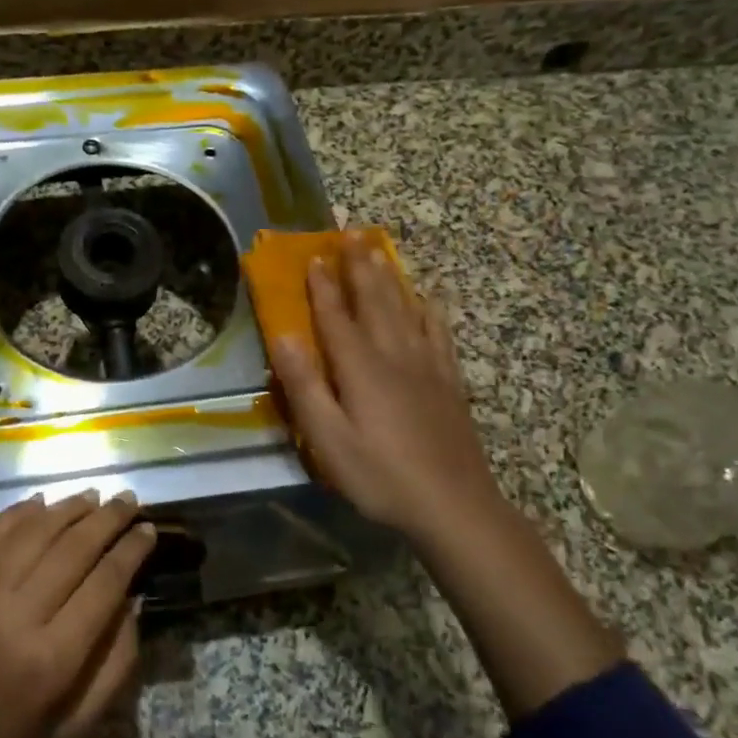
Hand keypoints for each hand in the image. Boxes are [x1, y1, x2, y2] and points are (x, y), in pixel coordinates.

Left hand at [0, 491, 154, 737]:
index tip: (149, 530)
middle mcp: (16, 615)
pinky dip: (19, 513)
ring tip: (94, 496)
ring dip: (68, 508)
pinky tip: (42, 503)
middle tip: (129, 499)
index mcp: (53, 659)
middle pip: (73, 548)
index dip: (131, 551)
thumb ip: (117, 662)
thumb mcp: (82, 726)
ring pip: (33, 532)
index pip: (105, 583)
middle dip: (107, 519)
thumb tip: (132, 598)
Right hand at [270, 234, 506, 540]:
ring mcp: (427, 365)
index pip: (336, 316)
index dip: (323, 286)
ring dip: (389, 276)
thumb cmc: (380, 475)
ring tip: (379, 250)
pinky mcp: (449, 381)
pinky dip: (429, 309)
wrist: (453, 505)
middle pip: (374, 300)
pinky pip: (438, 332)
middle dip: (359, 266)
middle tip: (351, 232)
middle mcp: (395, 354)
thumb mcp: (328, 439)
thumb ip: (305, 387)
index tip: (313, 256)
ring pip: (405, 308)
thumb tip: (283, 337)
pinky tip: (429, 298)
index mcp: (361, 368)